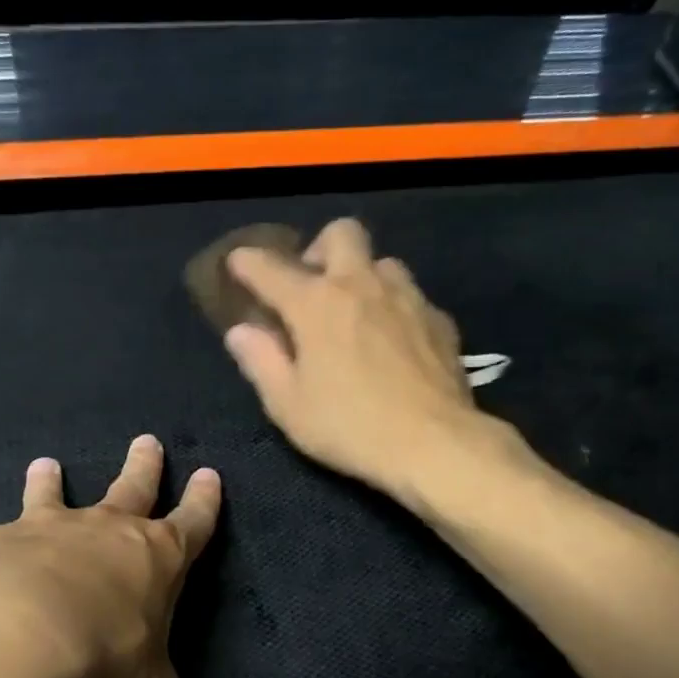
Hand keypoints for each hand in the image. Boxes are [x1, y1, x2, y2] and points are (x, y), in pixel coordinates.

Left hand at [0, 434, 249, 677]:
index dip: (204, 503)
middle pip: (132, 489)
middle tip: (146, 437)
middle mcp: (103, 535)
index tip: (211, 474)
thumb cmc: (96, 673)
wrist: (3, 648)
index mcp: (155, 563)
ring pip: (55, 497)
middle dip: (144, 468)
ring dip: (54, 482)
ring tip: (46, 462)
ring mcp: (44, 534)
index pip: (193, 525)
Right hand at [222, 218, 480, 494]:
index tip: (238, 263)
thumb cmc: (348, 427)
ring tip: (356, 316)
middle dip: (319, 250)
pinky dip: (394, 310)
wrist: (433, 443)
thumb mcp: (288, 406)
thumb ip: (261, 362)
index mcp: (316, 303)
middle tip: (312, 289)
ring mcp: (407, 298)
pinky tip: (393, 344)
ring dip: (363, 278)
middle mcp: (362, 285)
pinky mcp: (439, 321)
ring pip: (383, 262)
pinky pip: (411, 298)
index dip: (249, 263)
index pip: (272, 269)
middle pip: (341, 234)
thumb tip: (241, 331)